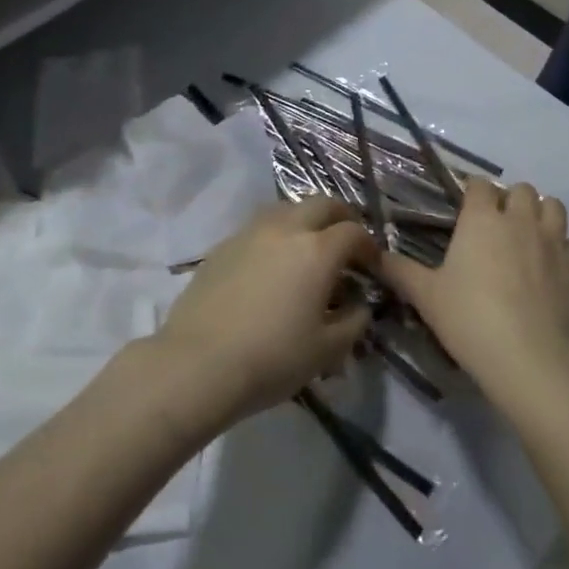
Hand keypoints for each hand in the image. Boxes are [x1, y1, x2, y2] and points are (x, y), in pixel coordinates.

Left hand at [152, 198, 377, 428]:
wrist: (197, 364)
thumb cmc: (272, 359)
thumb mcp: (327, 351)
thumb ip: (354, 322)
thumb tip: (359, 304)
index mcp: (317, 250)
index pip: (353, 232)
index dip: (369, 246)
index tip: (371, 265)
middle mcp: (286, 229)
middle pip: (321, 204)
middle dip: (340, 218)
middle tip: (345, 242)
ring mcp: (250, 233)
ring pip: (287, 209)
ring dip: (305, 220)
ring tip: (307, 247)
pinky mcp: (223, 245)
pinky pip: (259, 227)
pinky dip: (275, 235)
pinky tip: (271, 264)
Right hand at [379, 179, 568, 411]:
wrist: (533, 360)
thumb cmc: (471, 320)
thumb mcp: (426, 297)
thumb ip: (399, 271)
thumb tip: (373, 254)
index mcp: (482, 219)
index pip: (479, 185)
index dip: (472, 193)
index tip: (465, 210)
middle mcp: (520, 220)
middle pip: (521, 189)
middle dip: (509, 201)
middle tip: (496, 228)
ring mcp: (554, 241)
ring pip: (553, 207)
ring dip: (540, 214)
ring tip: (527, 239)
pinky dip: (560, 248)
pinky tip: (549, 270)